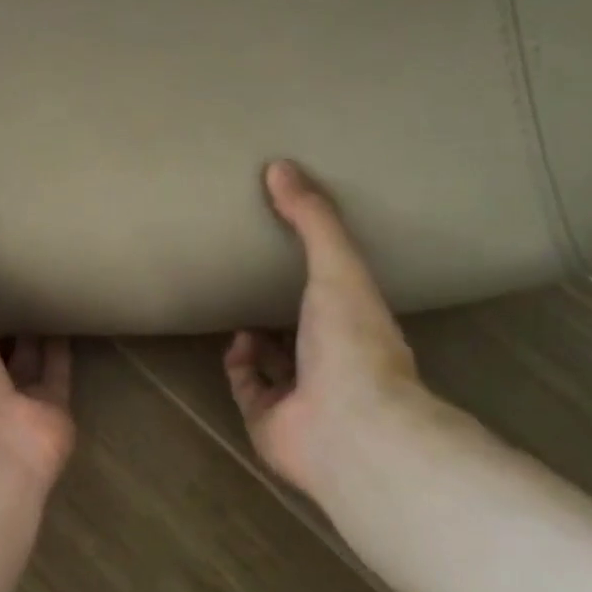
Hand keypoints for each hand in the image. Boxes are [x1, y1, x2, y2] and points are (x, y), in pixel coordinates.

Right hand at [226, 160, 427, 496]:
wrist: (349, 426)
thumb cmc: (352, 342)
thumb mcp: (338, 267)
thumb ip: (313, 219)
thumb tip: (279, 165)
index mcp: (358, 328)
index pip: (338, 298)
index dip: (318, 276)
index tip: (292, 248)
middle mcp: (333, 363)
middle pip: (303, 331)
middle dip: (281, 307)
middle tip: (252, 275)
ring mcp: (302, 397)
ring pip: (275, 363)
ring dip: (257, 338)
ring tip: (235, 303)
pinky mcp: (269, 421)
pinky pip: (247, 388)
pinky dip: (239, 366)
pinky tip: (234, 342)